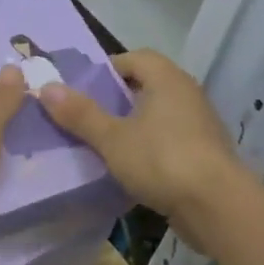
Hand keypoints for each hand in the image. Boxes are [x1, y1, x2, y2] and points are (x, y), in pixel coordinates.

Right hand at [38, 50, 244, 246]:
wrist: (216, 206)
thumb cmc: (161, 160)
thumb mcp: (112, 138)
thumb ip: (80, 114)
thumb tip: (47, 87)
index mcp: (167, 80)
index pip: (136, 58)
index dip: (108, 68)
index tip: (83, 88)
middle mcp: (187, 95)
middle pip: (147, 86)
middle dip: (117, 98)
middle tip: (86, 116)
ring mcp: (200, 125)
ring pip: (158, 115)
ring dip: (133, 125)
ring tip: (102, 143)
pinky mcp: (204, 154)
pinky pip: (169, 140)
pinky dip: (149, 147)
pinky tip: (129, 167)